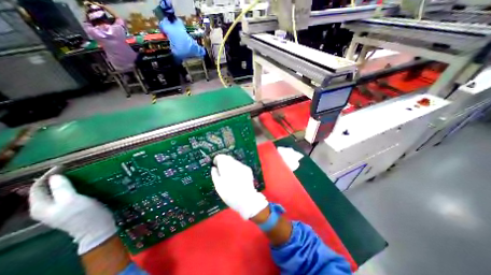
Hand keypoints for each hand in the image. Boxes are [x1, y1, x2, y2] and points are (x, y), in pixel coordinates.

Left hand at [29, 175, 115, 253]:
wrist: (96, 227)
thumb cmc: (84, 214)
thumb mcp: (72, 200)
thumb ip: (62, 188)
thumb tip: (55, 176)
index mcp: (41, 207)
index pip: (38, 187)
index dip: (48, 175)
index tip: (63, 166)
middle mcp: (45, 208)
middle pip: (44, 190)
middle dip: (55, 178)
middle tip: (70, 169)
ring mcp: (58, 209)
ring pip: (55, 192)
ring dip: (63, 182)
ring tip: (75, 174)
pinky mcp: (70, 208)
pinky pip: (65, 195)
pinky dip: (70, 187)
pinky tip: (80, 184)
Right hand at [209, 154, 266, 218]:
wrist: (246, 199)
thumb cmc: (229, 194)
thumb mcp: (218, 186)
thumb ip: (214, 174)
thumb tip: (213, 168)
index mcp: (226, 166)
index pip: (220, 156)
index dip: (217, 160)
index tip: (215, 165)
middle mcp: (235, 163)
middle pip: (227, 158)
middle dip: (223, 162)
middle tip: (221, 171)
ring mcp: (242, 166)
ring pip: (234, 162)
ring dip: (230, 165)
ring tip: (230, 176)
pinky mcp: (248, 169)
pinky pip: (240, 166)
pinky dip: (237, 169)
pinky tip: (237, 178)